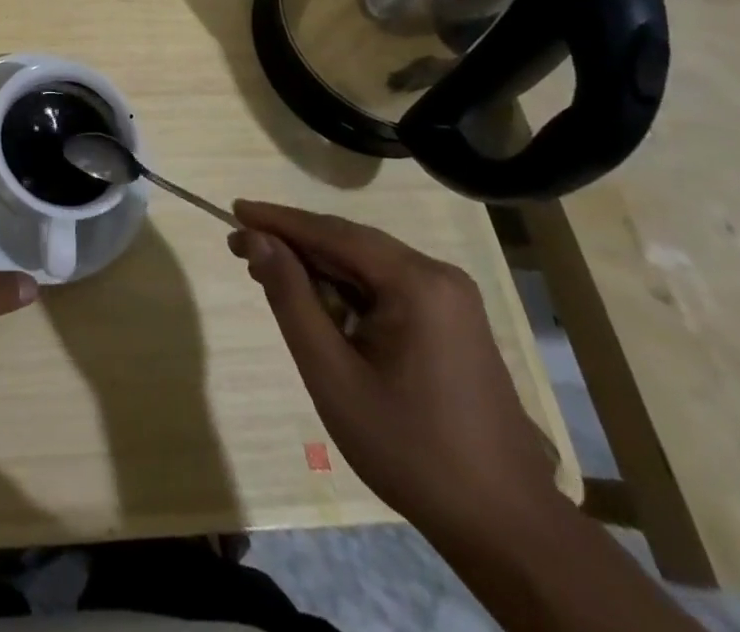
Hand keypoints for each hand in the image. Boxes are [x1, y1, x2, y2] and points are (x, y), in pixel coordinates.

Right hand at [228, 201, 559, 538]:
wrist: (506, 528)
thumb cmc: (408, 449)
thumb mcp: (332, 373)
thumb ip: (291, 298)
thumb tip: (257, 239)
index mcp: (416, 282)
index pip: (331, 232)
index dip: (278, 220)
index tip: (234, 211)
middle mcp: (439, 276)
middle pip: (350, 243)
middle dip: (294, 244)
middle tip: (241, 247)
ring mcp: (452, 299)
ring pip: (368, 264)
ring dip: (319, 268)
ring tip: (270, 276)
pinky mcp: (455, 322)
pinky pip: (388, 287)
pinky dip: (348, 289)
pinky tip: (320, 306)